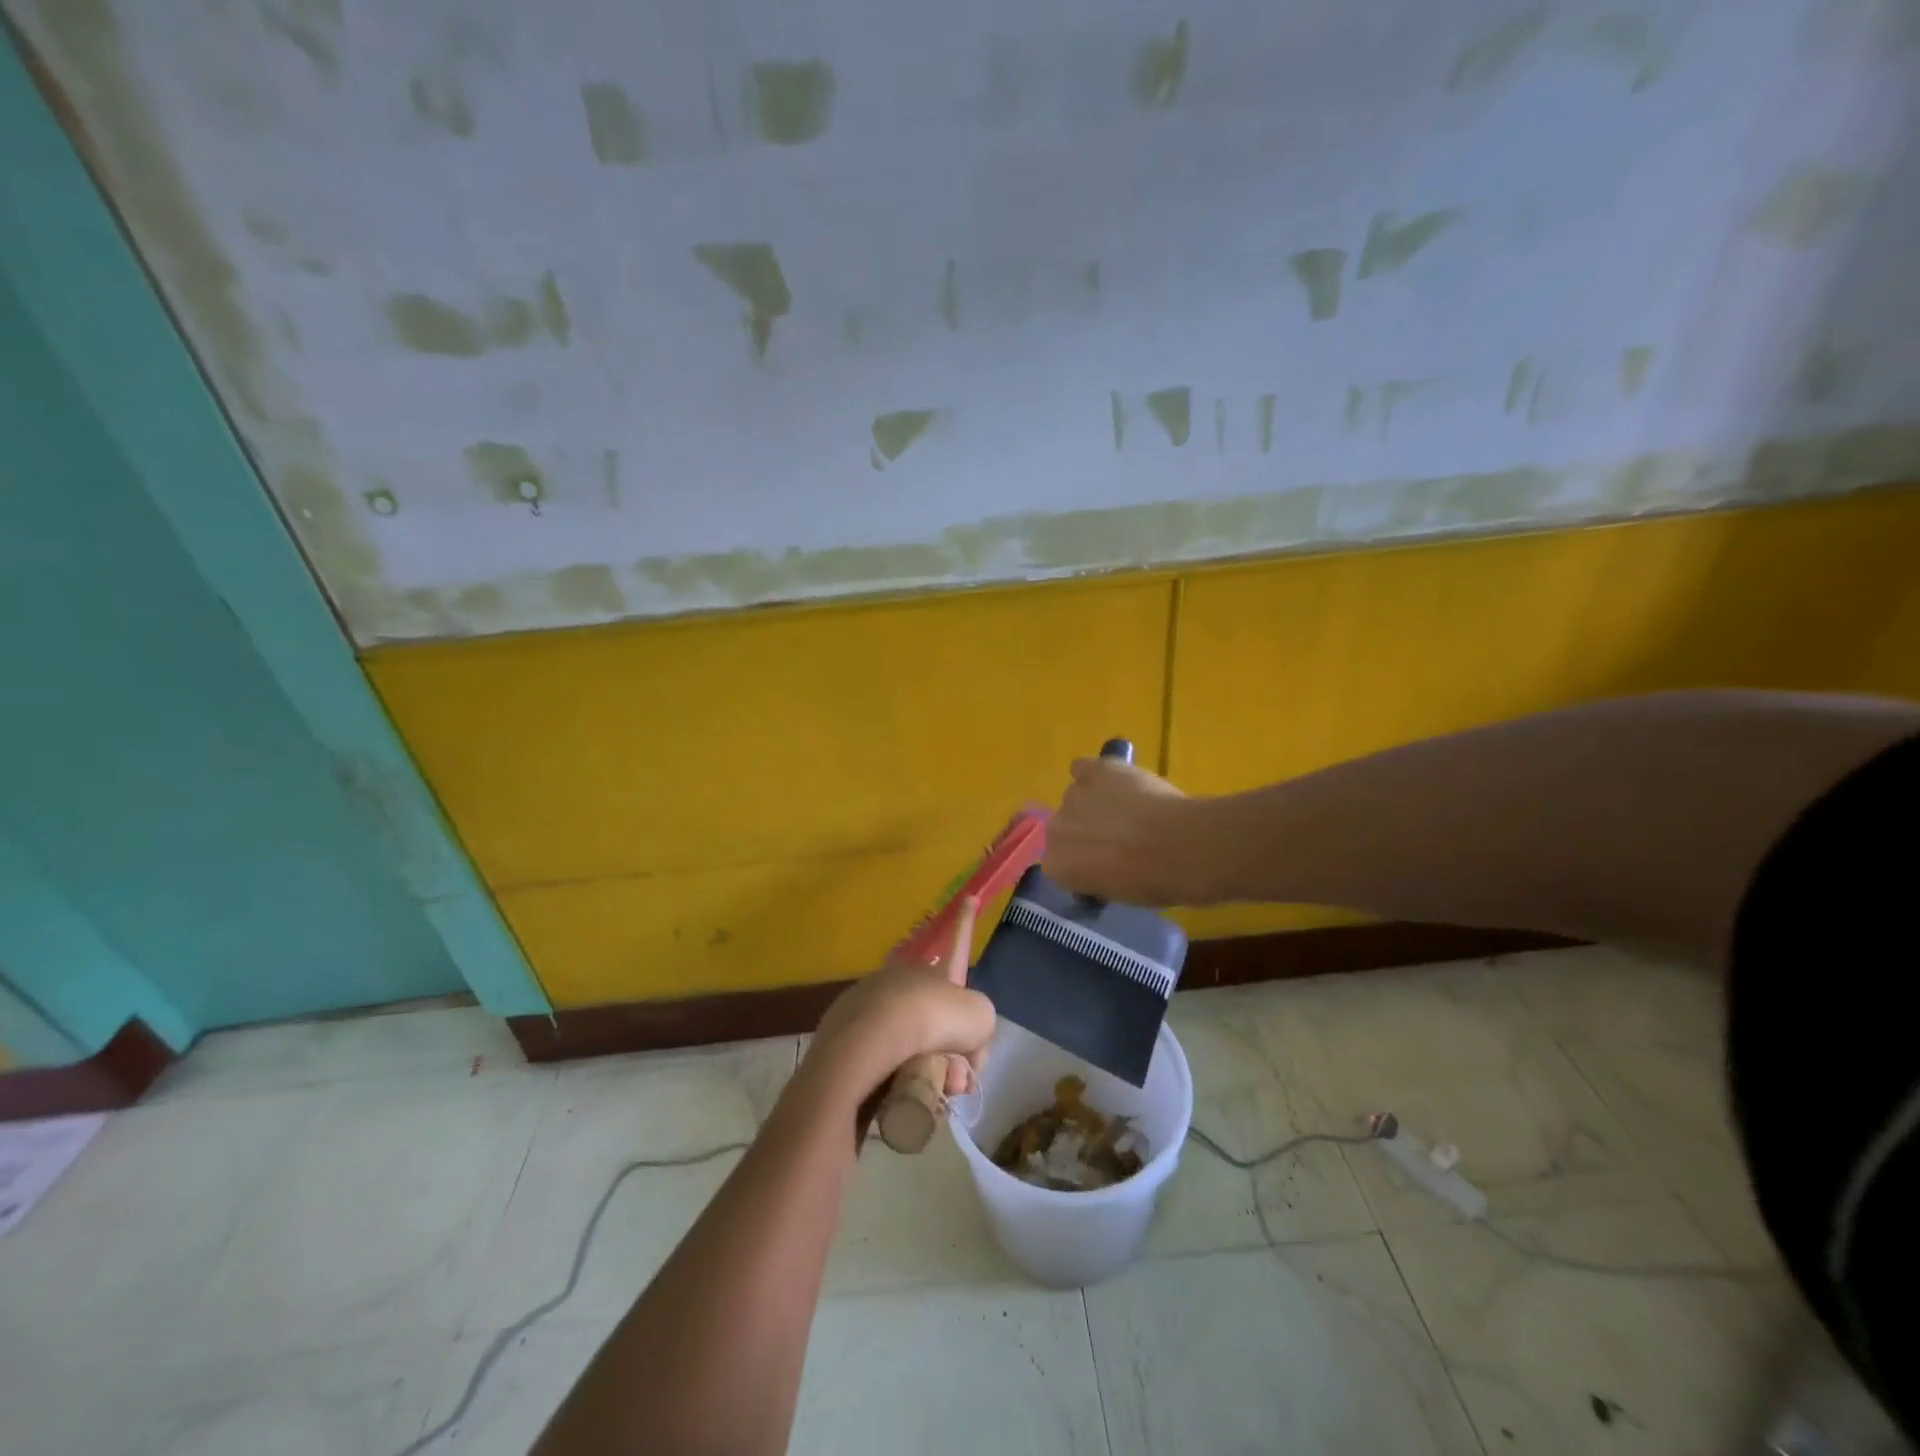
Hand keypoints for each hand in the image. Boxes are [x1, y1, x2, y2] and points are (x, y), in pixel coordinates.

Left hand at [805, 899, 994, 1103]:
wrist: (871, 1041)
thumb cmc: (933, 1021)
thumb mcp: (980, 1019)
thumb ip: (979, 1030)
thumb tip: (960, 1061)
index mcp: (934, 971)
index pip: (957, 944)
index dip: (966, 923)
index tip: (969, 897)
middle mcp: (902, 981)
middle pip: (936, 1017)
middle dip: (953, 1052)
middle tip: (959, 1081)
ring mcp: (871, 1005)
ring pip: (911, 1044)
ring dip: (930, 1071)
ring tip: (934, 1094)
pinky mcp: (844, 1036)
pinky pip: (881, 1060)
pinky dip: (897, 1079)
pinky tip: (904, 1095)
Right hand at [1043, 755, 1212, 905]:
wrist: (1180, 847)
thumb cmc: (1154, 881)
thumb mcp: (1118, 893)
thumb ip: (1097, 875)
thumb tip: (1104, 866)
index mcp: (1058, 866)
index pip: (1059, 862)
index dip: (1081, 860)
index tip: (1102, 863)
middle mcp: (1056, 829)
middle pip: (1063, 826)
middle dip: (1084, 830)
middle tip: (1116, 836)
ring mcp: (1074, 795)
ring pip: (1077, 796)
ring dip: (1095, 802)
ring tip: (1127, 808)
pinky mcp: (1095, 770)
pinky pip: (1083, 767)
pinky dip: (1096, 773)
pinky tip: (1115, 779)